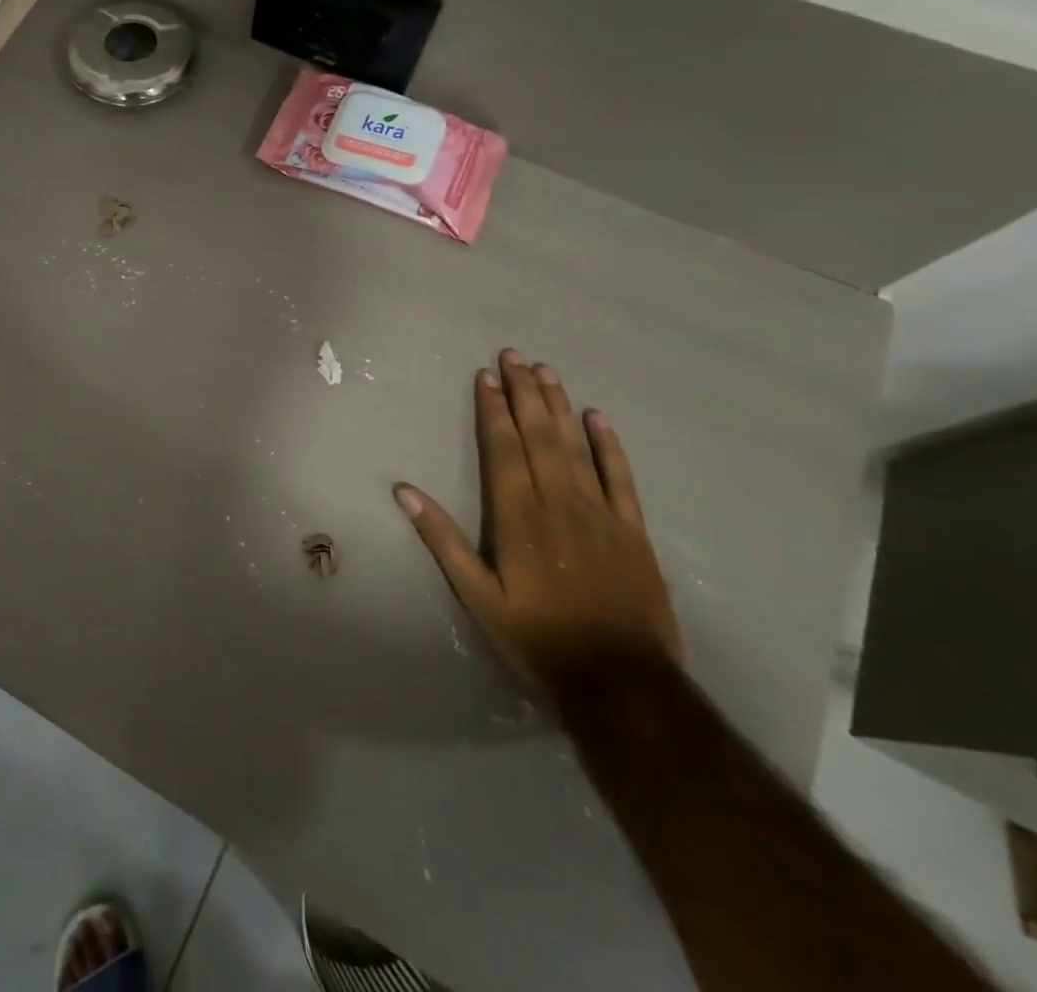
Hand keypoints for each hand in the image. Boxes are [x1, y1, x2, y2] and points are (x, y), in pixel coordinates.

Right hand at [395, 349, 682, 691]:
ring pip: (575, 446)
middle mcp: (558, 501)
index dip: (493, 409)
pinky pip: (620, 477)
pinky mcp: (633, 529)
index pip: (503, 448)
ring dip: (558, 406)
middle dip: (524, 393)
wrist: (622, 682)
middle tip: (514, 355)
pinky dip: (609, 445)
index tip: (486, 376)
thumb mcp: (477, 595)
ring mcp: (600, 513)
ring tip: (546, 371)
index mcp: (518, 515)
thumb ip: (442, 539)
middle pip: (538, 436)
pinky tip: (598, 417)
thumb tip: (404, 491)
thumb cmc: (538, 638)